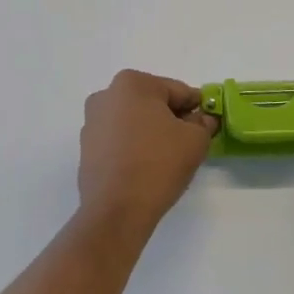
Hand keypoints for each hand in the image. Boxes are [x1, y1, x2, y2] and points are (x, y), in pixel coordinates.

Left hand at [78, 71, 217, 225]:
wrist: (117, 210)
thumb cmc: (158, 164)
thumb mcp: (195, 140)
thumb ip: (203, 123)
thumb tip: (202, 119)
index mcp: (132, 83)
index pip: (178, 91)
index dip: (197, 108)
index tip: (207, 126)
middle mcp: (106, 95)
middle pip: (153, 103)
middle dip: (172, 119)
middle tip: (189, 143)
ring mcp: (92, 122)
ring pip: (134, 121)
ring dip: (151, 132)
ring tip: (167, 158)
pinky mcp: (86, 148)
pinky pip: (119, 139)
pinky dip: (134, 146)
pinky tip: (145, 167)